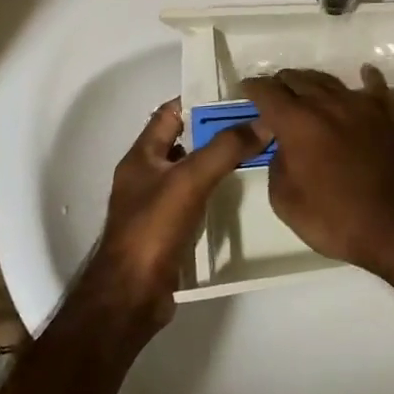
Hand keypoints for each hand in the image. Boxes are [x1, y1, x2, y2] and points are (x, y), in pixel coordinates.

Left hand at [89, 100, 266, 330]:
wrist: (130, 298)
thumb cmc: (153, 229)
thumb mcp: (190, 180)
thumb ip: (225, 148)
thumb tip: (263, 121)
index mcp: (141, 156)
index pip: (169, 113)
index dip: (199, 100)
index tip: (235, 95)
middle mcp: (145, 175)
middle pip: (182, 141)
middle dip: (214, 130)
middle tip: (254, 123)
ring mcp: (154, 205)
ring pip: (190, 171)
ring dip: (216, 162)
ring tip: (254, 153)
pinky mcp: (166, 231)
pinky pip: (193, 199)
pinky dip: (214, 191)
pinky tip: (238, 193)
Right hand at [242, 66, 393, 280]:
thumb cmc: (336, 219)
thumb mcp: (286, 202)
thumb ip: (277, 166)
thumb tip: (283, 148)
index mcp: (297, 122)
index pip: (268, 92)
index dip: (253, 88)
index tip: (245, 89)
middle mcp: (326, 103)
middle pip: (298, 79)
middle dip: (281, 83)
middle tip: (273, 93)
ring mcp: (359, 105)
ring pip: (329, 81)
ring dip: (312, 82)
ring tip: (304, 87)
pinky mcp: (386, 114)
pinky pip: (373, 87)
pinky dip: (366, 78)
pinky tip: (364, 73)